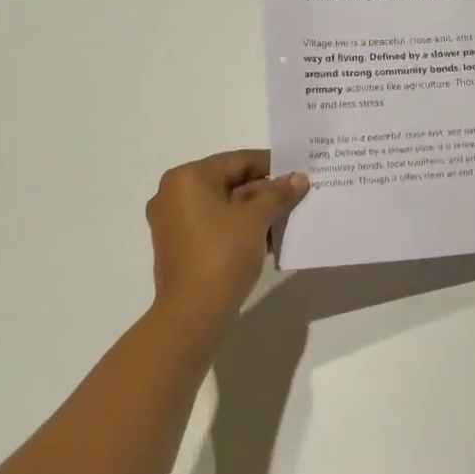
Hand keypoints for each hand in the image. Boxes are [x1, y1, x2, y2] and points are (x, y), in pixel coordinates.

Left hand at [145, 150, 308, 326]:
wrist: (193, 313)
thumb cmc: (222, 254)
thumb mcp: (256, 218)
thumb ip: (278, 193)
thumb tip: (299, 179)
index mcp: (187, 178)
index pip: (238, 160)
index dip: (272, 165)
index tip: (300, 172)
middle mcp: (174, 194)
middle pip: (231, 182)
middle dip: (266, 190)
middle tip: (299, 194)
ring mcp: (175, 223)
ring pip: (225, 206)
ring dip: (257, 210)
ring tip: (290, 215)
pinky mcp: (181, 246)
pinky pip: (217, 225)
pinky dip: (241, 227)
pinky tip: (271, 237)